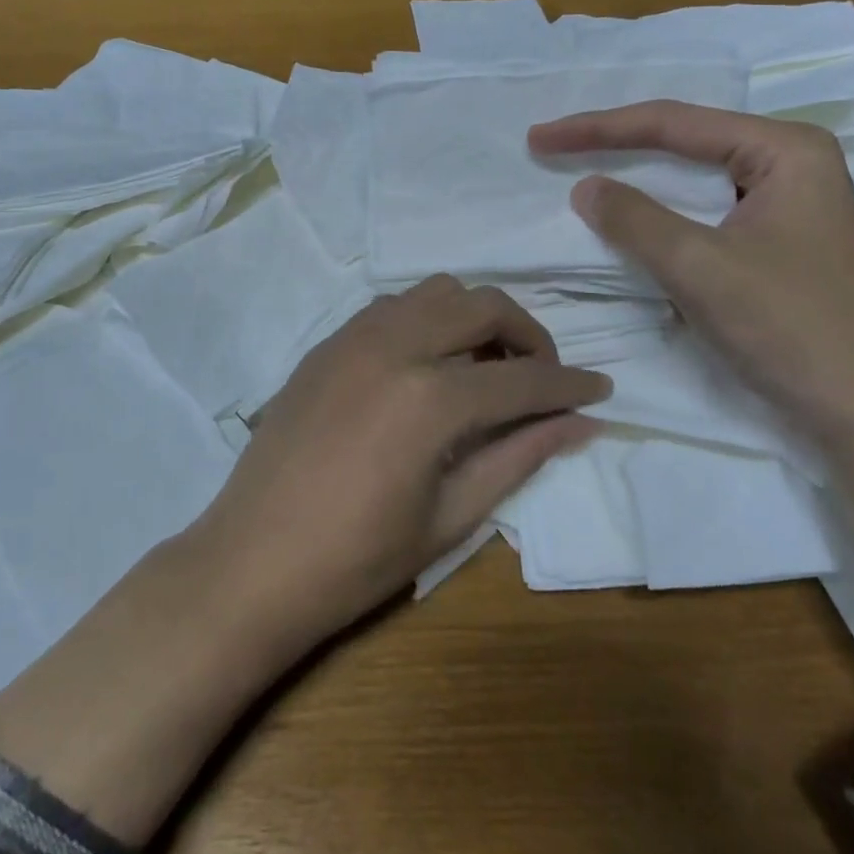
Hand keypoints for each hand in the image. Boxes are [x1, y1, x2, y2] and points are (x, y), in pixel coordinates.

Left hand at [189, 275, 609, 654]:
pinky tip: (427, 365)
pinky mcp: (325, 344)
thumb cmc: (356, 560)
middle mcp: (394, 346)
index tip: (601, 390)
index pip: (523, 376)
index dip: (570, 383)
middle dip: (527, 334)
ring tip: (483, 367)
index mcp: (430, 397)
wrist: (252, 562)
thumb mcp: (450, 517)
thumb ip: (518, 457)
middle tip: (540, 377)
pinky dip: (427, 320)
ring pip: (435, 292)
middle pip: (482, 305)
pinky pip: (391, 307)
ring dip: (473, 318)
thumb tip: (580, 423)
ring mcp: (352, 337)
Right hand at [528, 102, 853, 446]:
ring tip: (583, 169)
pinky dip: (663, 213)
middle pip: (686, 141)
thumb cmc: (791, 328)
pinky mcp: (782, 242)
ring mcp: (791, 204)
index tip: (540, 138)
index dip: (598, 129)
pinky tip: (634, 217)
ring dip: (638, 177)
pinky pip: (707, 211)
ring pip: (696, 178)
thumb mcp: (699, 266)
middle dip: (616, 144)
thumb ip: (634, 219)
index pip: (674, 123)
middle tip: (553, 147)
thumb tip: (585, 186)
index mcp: (785, 150)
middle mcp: (792, 164)